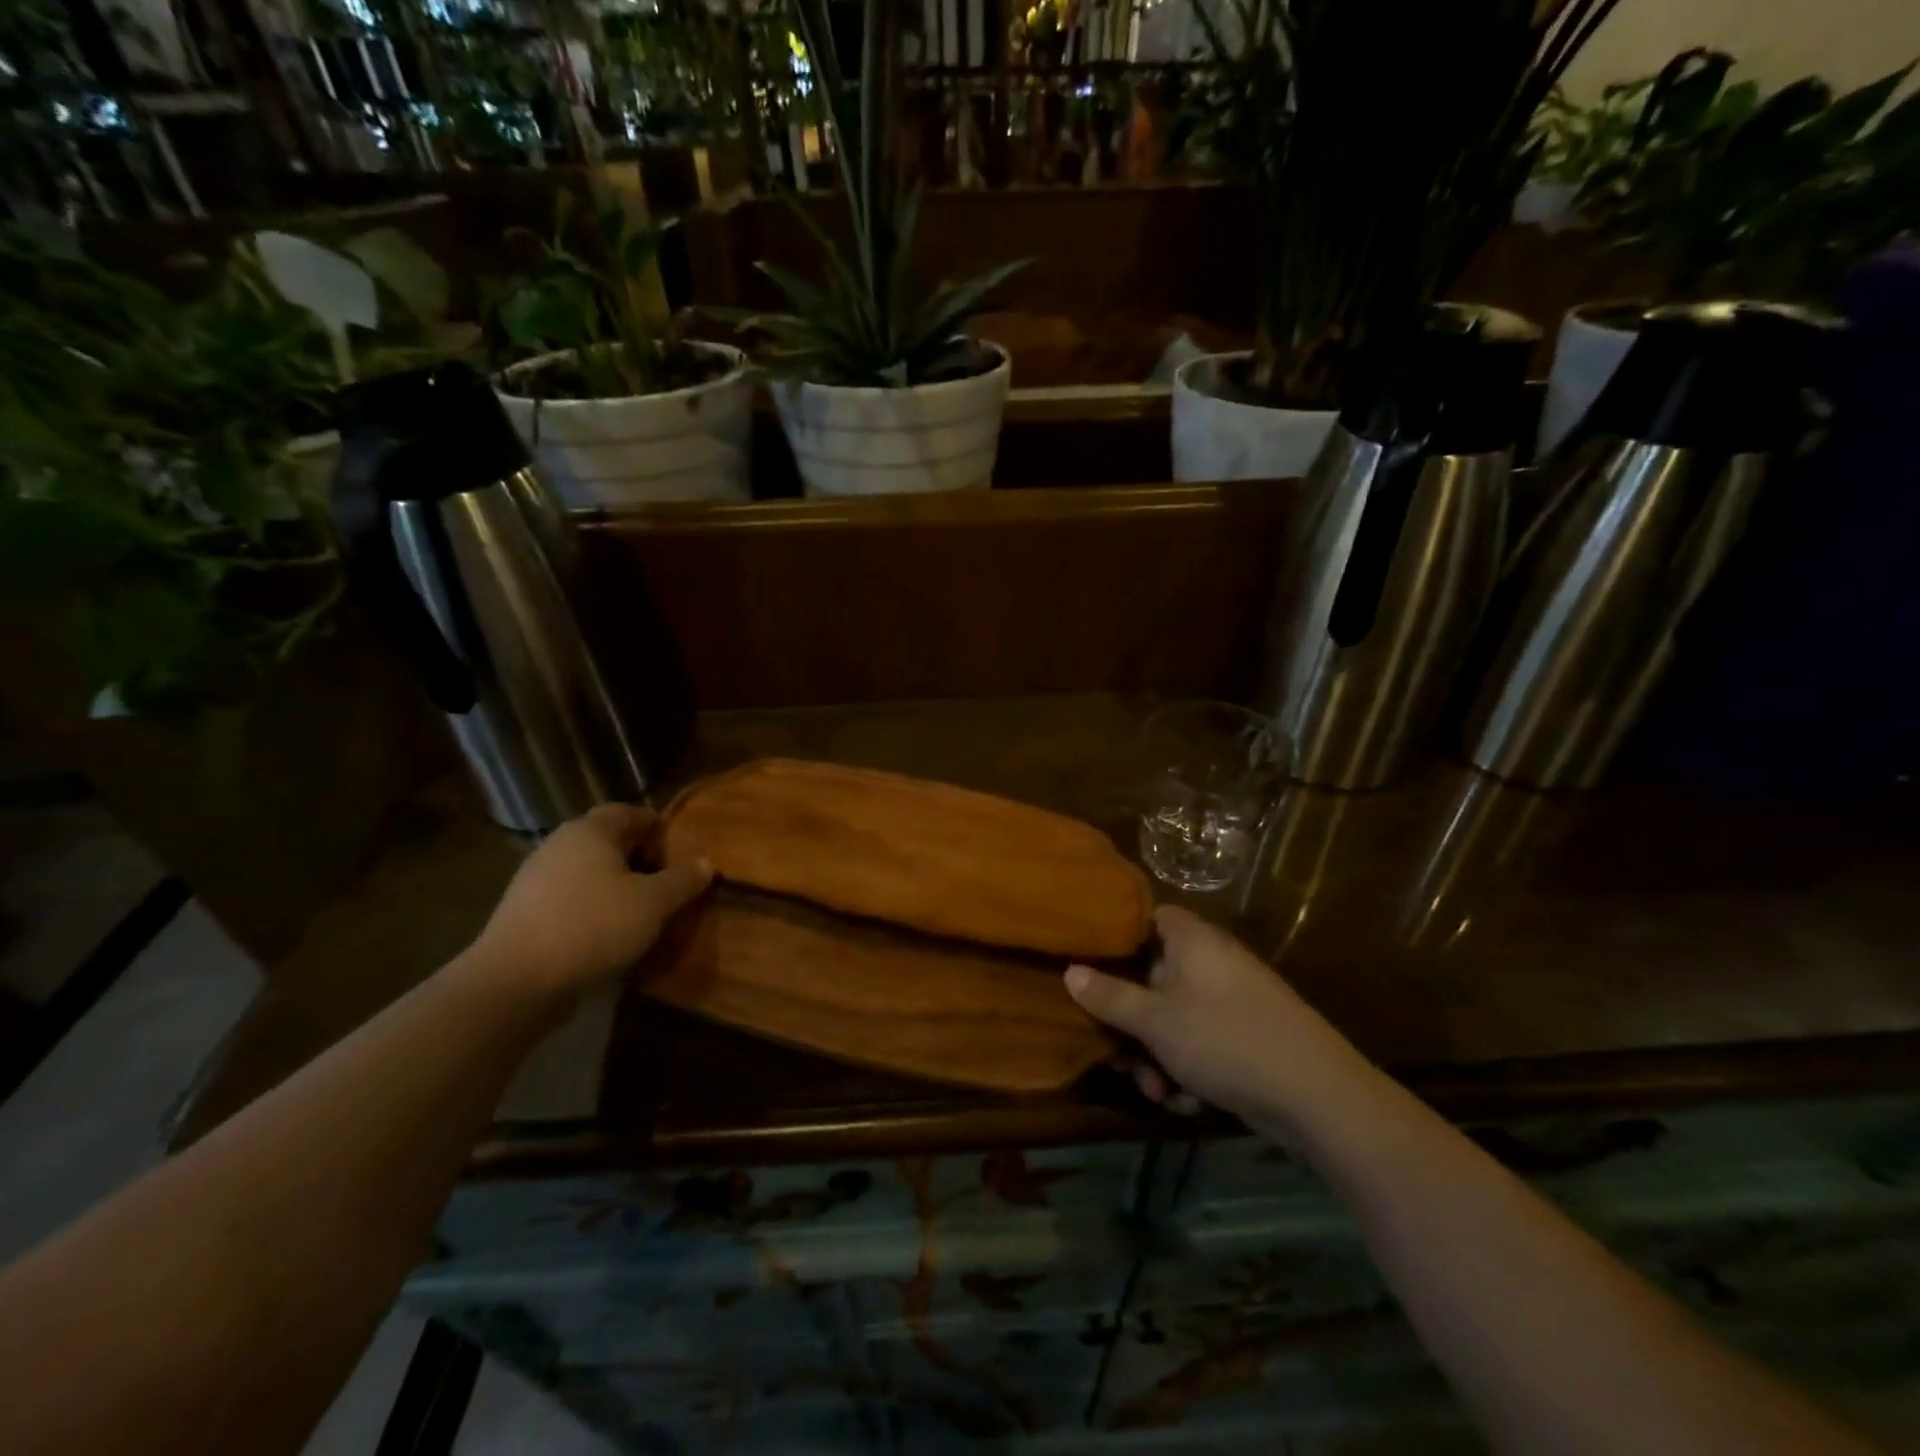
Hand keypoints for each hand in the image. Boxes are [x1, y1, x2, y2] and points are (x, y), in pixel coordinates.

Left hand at [472, 803, 711, 998]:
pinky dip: (592, 908)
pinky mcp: (523, 912)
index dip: (658, 828)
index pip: (630, 812)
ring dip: (616, 885)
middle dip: (639, 857)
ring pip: (588, 871)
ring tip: (641, 912)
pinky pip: (570, 898)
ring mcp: (535, 878)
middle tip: (666, 883)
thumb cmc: (593, 926)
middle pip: (608, 841)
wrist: (514, 982)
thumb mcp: (653, 903)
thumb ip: (682, 880)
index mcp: (590, 830)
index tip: (680, 852)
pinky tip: (608, 934)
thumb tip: (706, 863)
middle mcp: (559, 844)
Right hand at [1065, 905, 1367, 1129]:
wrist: (1318, 1096)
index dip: (1118, 937)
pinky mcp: (1246, 1034)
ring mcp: (1232, 998)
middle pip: (1154, 977)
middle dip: (1133, 1022)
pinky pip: (1202, 1040)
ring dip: (1158, 1055)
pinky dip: (1189, 1067)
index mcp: (1192, 940)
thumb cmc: (1226, 1041)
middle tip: (1119, 1056)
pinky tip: (1188, 1101)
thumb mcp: (1157, 1022)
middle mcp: (1212, 961)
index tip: (1090, 964)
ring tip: (1159, 1093)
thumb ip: (1110, 996)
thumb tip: (1070, 971)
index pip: (1148, 917)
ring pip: (1175, 1017)